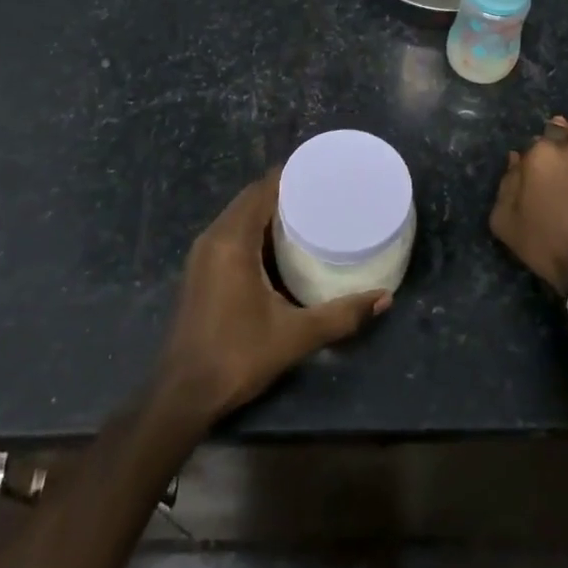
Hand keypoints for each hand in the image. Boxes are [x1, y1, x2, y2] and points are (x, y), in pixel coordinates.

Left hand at [156, 170, 390, 424]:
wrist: (183, 395)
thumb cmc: (237, 356)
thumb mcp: (295, 336)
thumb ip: (341, 315)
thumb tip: (384, 298)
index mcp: (232, 241)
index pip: (262, 189)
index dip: (291, 175)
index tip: (323, 172)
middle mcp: (213, 239)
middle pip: (251, 198)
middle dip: (285, 191)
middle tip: (324, 193)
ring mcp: (202, 255)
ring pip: (239, 217)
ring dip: (269, 211)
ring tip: (310, 213)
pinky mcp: (200, 272)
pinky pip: (231, 234)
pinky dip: (256, 230)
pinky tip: (282, 245)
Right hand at [490, 116, 567, 294]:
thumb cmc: (543, 244)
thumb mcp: (504, 219)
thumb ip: (507, 182)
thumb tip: (516, 158)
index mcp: (541, 153)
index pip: (537, 140)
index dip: (537, 156)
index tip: (539, 172)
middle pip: (566, 135)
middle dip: (563, 149)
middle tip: (563, 175)